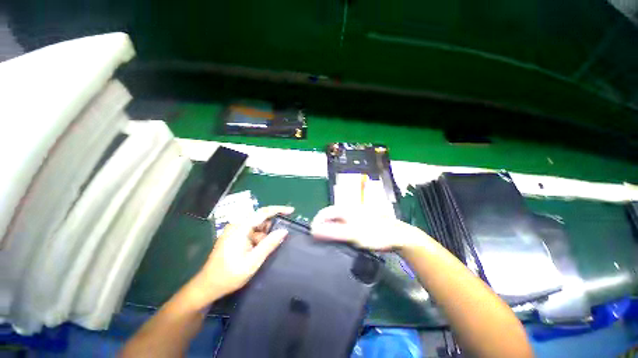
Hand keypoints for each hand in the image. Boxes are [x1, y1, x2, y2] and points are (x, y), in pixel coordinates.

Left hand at [188, 206, 293, 306]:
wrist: (207, 286)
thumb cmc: (229, 275)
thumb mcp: (253, 261)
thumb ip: (269, 244)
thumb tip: (284, 230)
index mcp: (240, 228)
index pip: (262, 212)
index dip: (278, 209)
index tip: (292, 210)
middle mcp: (237, 225)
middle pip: (260, 217)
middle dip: (272, 225)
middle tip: (281, 236)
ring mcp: (234, 230)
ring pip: (256, 225)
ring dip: (264, 234)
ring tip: (266, 248)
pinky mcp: (234, 235)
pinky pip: (251, 231)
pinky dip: (259, 237)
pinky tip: (259, 249)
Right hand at [310, 205, 418, 249]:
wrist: (397, 235)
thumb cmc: (374, 233)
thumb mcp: (352, 234)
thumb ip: (333, 232)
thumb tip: (314, 231)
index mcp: (344, 209)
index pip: (323, 213)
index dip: (315, 224)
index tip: (312, 238)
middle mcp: (346, 210)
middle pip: (328, 218)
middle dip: (322, 229)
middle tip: (320, 243)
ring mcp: (352, 217)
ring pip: (336, 223)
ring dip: (330, 232)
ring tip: (328, 244)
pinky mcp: (357, 223)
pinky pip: (343, 227)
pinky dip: (339, 234)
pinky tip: (341, 242)